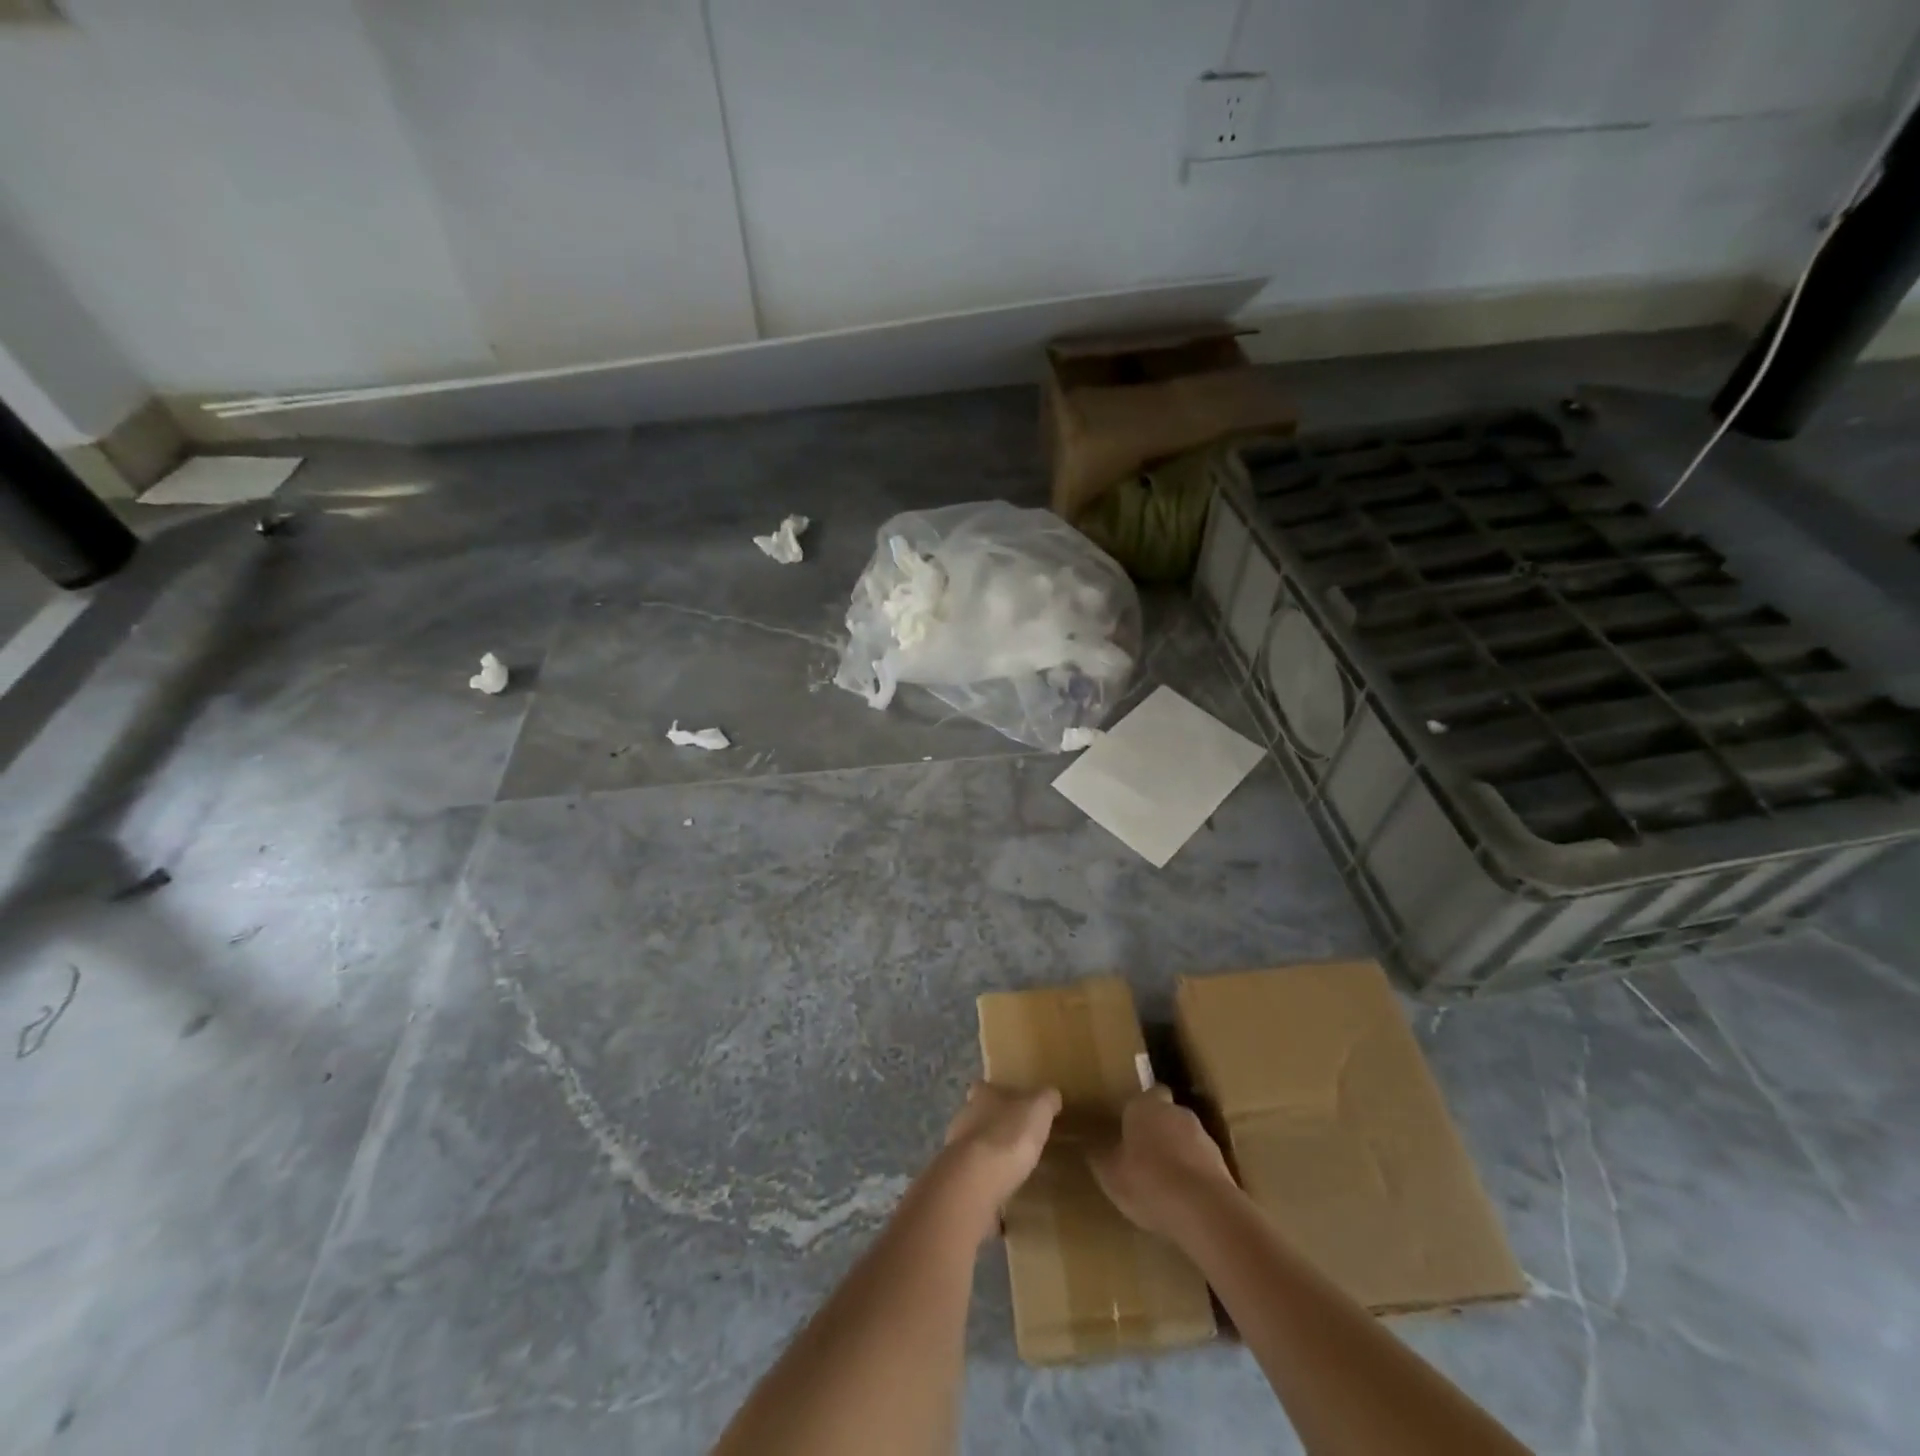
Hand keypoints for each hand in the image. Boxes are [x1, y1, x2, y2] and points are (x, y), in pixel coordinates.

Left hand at [941, 1082, 1061, 1223]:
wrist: (977, 1179)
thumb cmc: (1010, 1134)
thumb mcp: (1039, 1108)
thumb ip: (1046, 1099)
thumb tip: (1051, 1096)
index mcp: (982, 1094)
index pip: (985, 1087)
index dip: (999, 1095)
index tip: (1014, 1105)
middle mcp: (964, 1116)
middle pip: (978, 1115)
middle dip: (994, 1125)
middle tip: (1017, 1138)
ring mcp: (956, 1149)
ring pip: (974, 1146)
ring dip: (989, 1154)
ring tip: (1012, 1168)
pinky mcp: (958, 1178)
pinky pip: (974, 1176)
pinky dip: (986, 1181)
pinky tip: (1002, 1192)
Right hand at [1088, 1093, 1237, 1237]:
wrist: (1203, 1209)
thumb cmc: (1147, 1181)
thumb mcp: (1110, 1174)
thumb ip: (1102, 1158)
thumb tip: (1092, 1148)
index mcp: (1146, 1105)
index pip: (1147, 1094)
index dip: (1139, 1110)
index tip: (1130, 1128)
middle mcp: (1177, 1112)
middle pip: (1168, 1115)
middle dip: (1159, 1132)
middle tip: (1143, 1157)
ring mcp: (1204, 1137)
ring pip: (1186, 1140)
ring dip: (1178, 1155)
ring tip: (1164, 1184)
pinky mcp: (1223, 1165)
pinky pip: (1202, 1166)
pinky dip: (1194, 1177)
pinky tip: (1183, 1201)